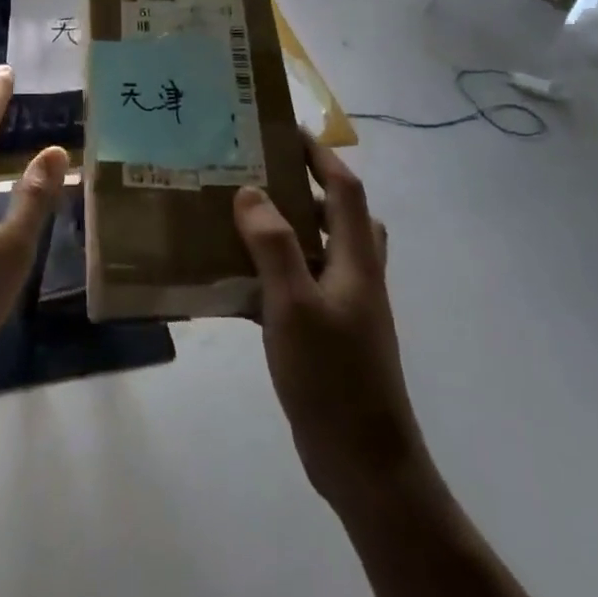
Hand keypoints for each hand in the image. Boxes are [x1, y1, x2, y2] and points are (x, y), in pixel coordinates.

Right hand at [233, 136, 425, 514]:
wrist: (364, 465)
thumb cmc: (333, 378)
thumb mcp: (295, 305)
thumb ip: (273, 246)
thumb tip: (250, 191)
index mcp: (356, 261)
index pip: (345, 190)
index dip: (321, 156)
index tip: (286, 131)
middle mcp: (354, 277)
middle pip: (340, 217)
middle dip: (306, 189)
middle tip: (261, 175)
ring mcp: (343, 309)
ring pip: (318, 252)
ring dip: (287, 231)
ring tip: (240, 220)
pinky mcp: (325, 337)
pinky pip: (298, 288)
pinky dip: (272, 275)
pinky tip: (233, 283)